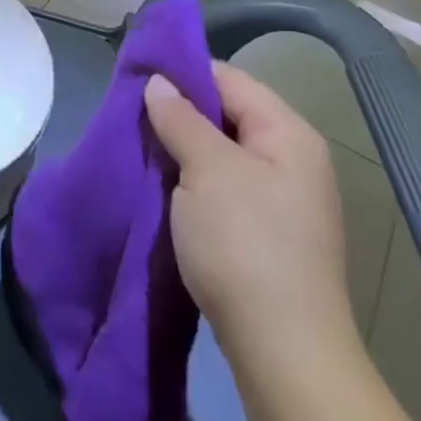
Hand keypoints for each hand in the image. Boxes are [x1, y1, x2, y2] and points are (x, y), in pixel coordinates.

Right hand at [145, 64, 356, 371]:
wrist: (282, 349)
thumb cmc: (245, 244)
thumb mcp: (206, 169)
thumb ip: (180, 119)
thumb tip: (159, 83)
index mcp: (288, 135)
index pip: (230, 79)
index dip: (183, 71)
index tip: (135, 75)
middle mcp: (292, 160)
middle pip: (226, 114)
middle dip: (177, 111)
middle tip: (129, 113)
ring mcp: (280, 199)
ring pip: (220, 152)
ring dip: (180, 148)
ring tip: (137, 145)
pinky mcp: (264, 232)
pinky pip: (221, 185)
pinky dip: (190, 179)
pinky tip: (160, 184)